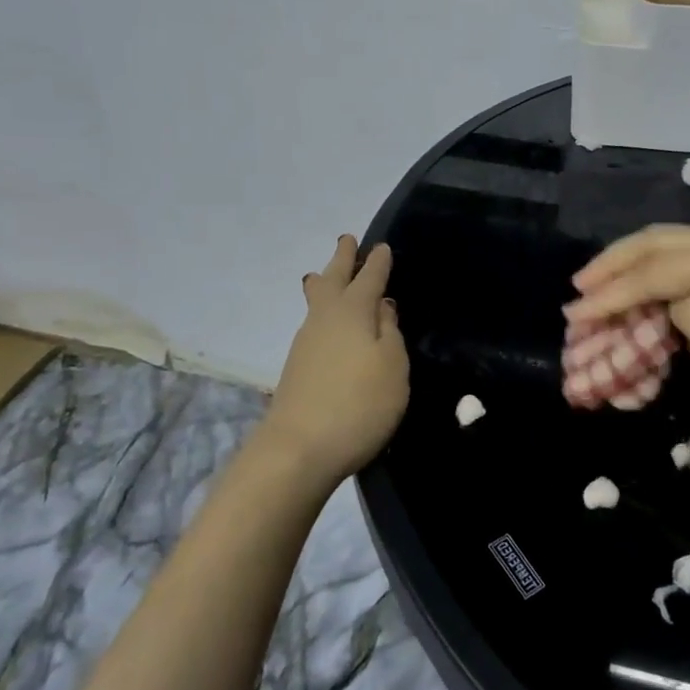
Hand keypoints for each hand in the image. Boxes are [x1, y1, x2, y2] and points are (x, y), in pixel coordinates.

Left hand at [260, 236, 409, 495]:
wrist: (299, 448)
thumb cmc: (359, 403)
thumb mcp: (392, 366)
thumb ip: (390, 331)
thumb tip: (382, 305)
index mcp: (352, 311)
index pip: (369, 278)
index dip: (377, 262)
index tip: (382, 246)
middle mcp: (325, 319)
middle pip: (332, 279)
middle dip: (342, 259)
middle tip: (348, 240)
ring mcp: (306, 342)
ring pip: (317, 301)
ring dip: (326, 282)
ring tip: (328, 275)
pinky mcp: (297, 367)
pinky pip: (315, 324)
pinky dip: (324, 312)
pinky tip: (330, 324)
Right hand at [565, 226, 689, 420]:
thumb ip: (684, 313)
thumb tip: (666, 302)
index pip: (652, 272)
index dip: (610, 295)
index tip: (573, 315)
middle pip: (658, 242)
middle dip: (614, 264)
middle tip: (578, 288)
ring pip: (675, 248)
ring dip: (635, 267)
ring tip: (601, 287)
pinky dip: (662, 277)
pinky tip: (646, 293)